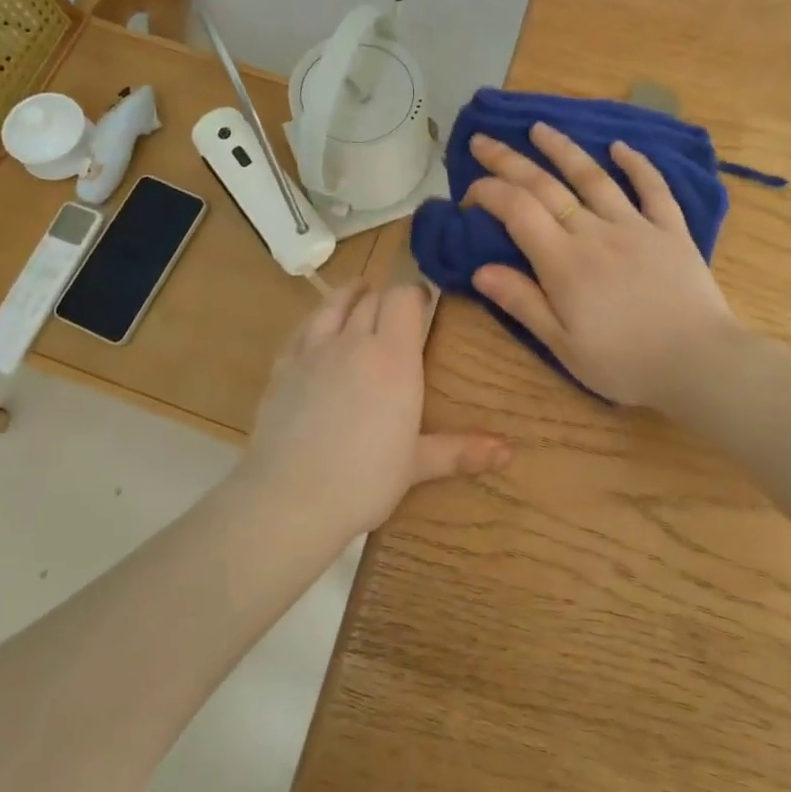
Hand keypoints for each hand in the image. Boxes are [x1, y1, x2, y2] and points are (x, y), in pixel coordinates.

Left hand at [238, 281, 509, 535]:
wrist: (289, 499)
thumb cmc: (363, 482)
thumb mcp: (416, 465)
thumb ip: (460, 451)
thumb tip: (508, 452)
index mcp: (393, 359)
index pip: (403, 299)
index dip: (414, 293)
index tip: (424, 301)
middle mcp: (353, 342)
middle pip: (372, 299)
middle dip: (388, 297)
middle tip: (398, 309)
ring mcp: (313, 351)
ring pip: (333, 305)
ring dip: (351, 294)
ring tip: (360, 292)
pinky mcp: (282, 366)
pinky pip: (303, 328)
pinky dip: (317, 318)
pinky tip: (319, 326)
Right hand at [463, 123, 744, 405]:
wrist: (699, 364)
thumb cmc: (624, 363)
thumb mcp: (563, 344)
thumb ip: (523, 302)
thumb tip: (480, 270)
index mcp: (563, 262)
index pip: (517, 210)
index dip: (489, 192)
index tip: (469, 193)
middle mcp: (595, 232)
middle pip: (545, 186)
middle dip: (508, 160)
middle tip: (483, 140)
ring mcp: (636, 226)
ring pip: (593, 177)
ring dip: (563, 149)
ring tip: (540, 128)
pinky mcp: (671, 230)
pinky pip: (652, 189)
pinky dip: (637, 164)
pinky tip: (620, 147)